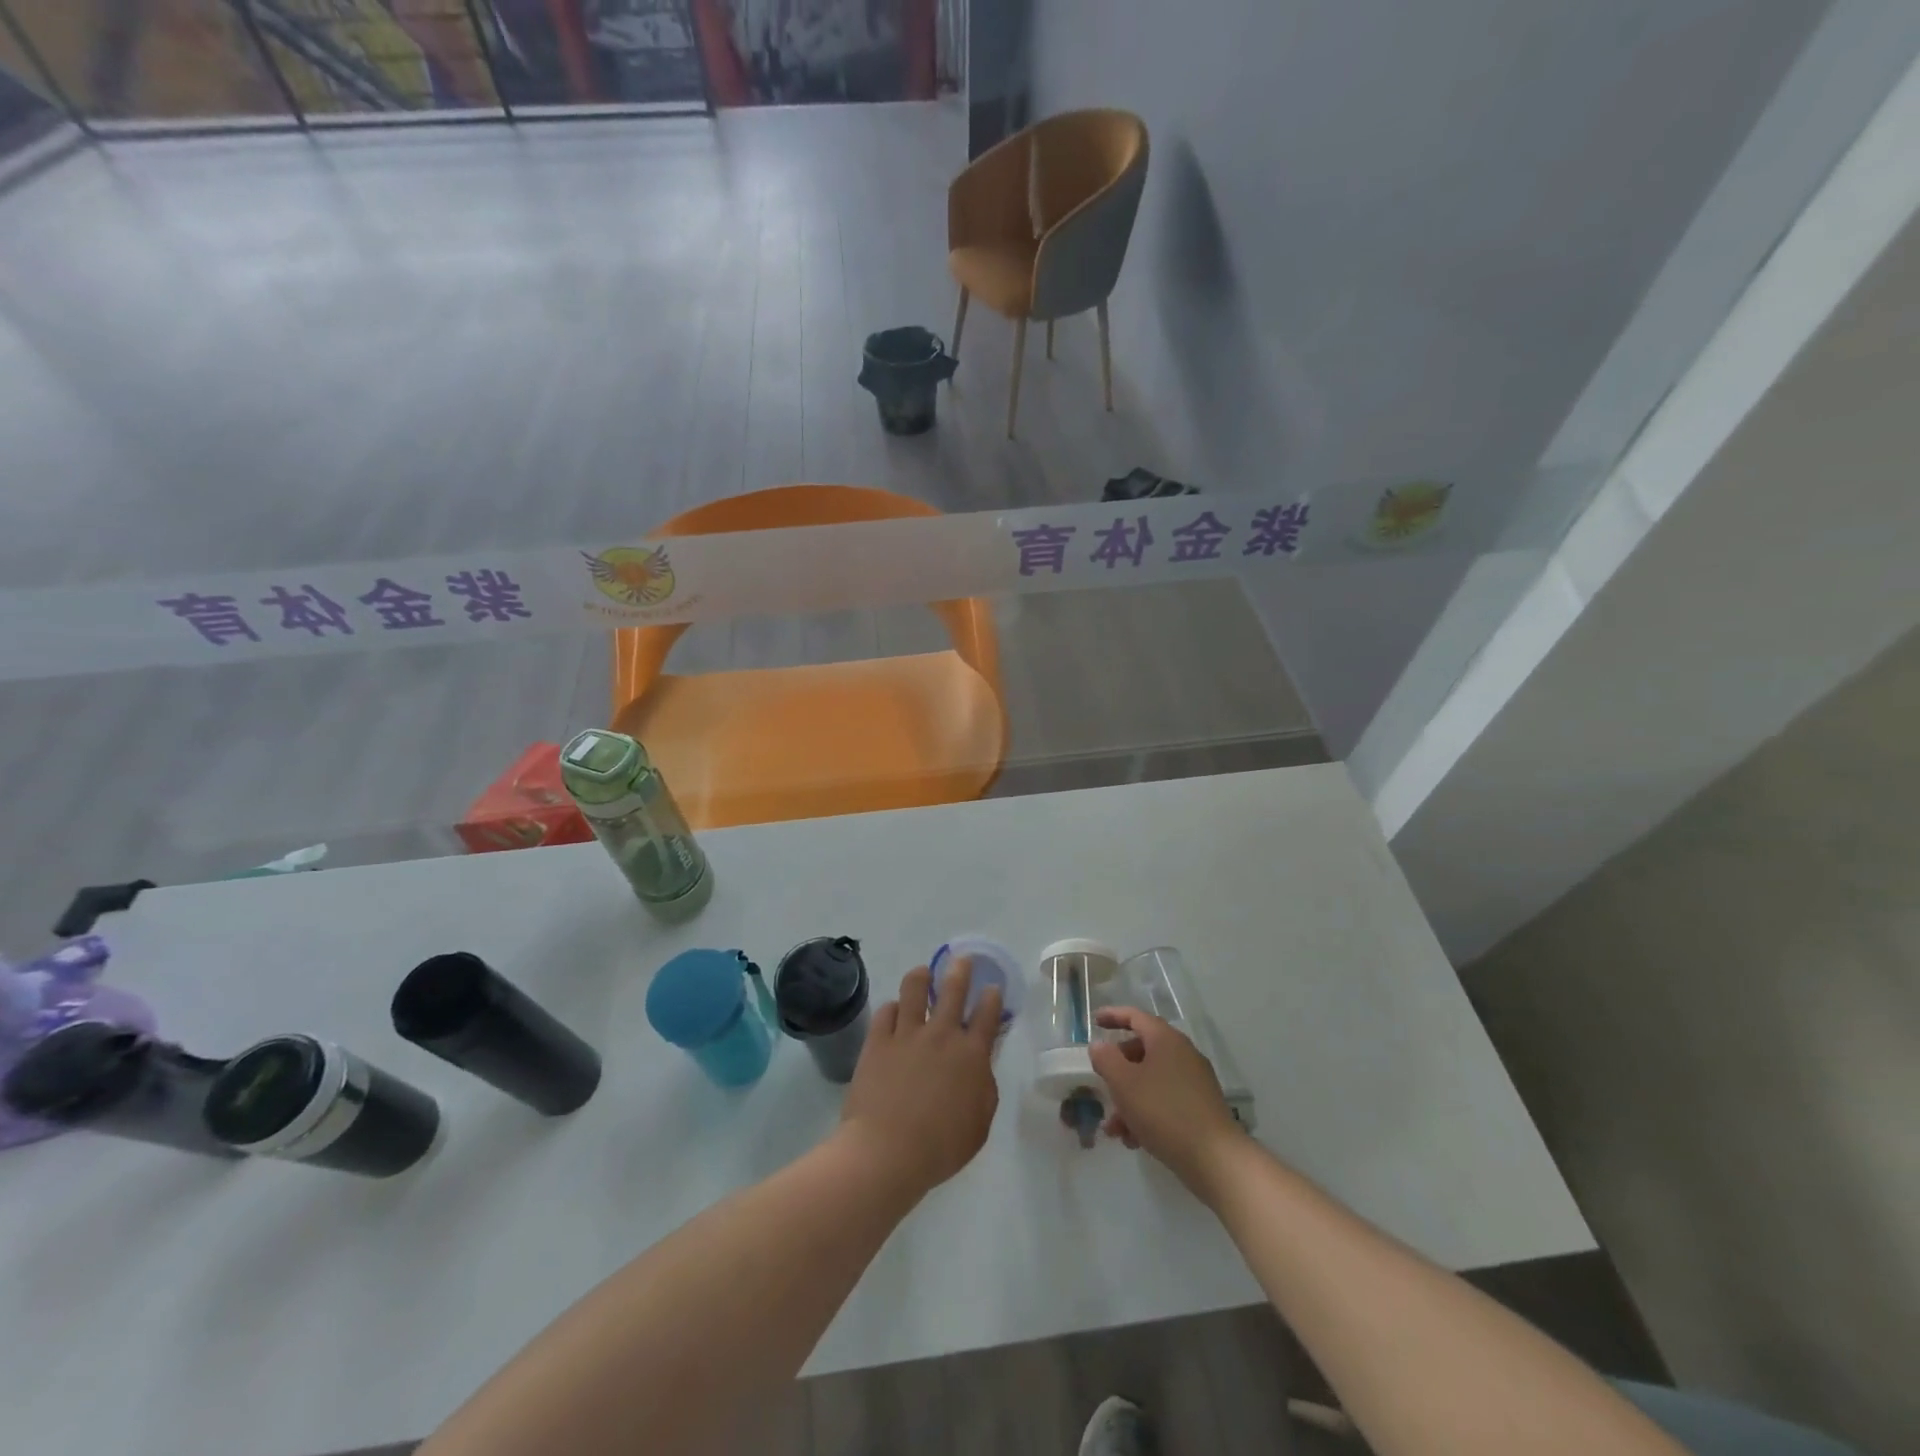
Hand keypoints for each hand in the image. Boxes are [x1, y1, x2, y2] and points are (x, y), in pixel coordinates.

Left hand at [837, 960, 1001, 1201]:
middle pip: (953, 988)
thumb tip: (981, 1066)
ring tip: (922, 973)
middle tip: (961, 960)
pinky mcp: (878, 1040)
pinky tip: (893, 1010)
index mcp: (971, 1054)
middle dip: (960, 969)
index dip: (992, 997)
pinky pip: (885, 1011)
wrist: (887, 1152)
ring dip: (921, 976)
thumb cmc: (940, 1147)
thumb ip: (984, 1089)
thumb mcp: (979, 1125)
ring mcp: (907, 1034)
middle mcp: (941, 1034)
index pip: (987, 1014)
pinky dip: (892, 1008)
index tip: (992, 988)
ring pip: (914, 988)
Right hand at [1089, 1007, 1247, 1195]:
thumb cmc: (1164, 1112)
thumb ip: (1106, 1059)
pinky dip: (1146, 1113)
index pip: (1135, 1017)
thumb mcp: (1124, 1083)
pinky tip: (1134, 1140)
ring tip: (1113, 1129)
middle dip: (1118, 1069)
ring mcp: (1194, 1081)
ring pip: (1152, 1080)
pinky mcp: (1200, 1107)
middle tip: (1101, 1083)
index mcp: (1166, 1040)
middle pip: (1142, 1050)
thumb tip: (1100, 1046)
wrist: (1216, 1159)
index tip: (1094, 1022)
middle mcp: (1183, 1054)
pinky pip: (1165, 1100)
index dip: (1113, 1016)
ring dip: (1129, 1099)